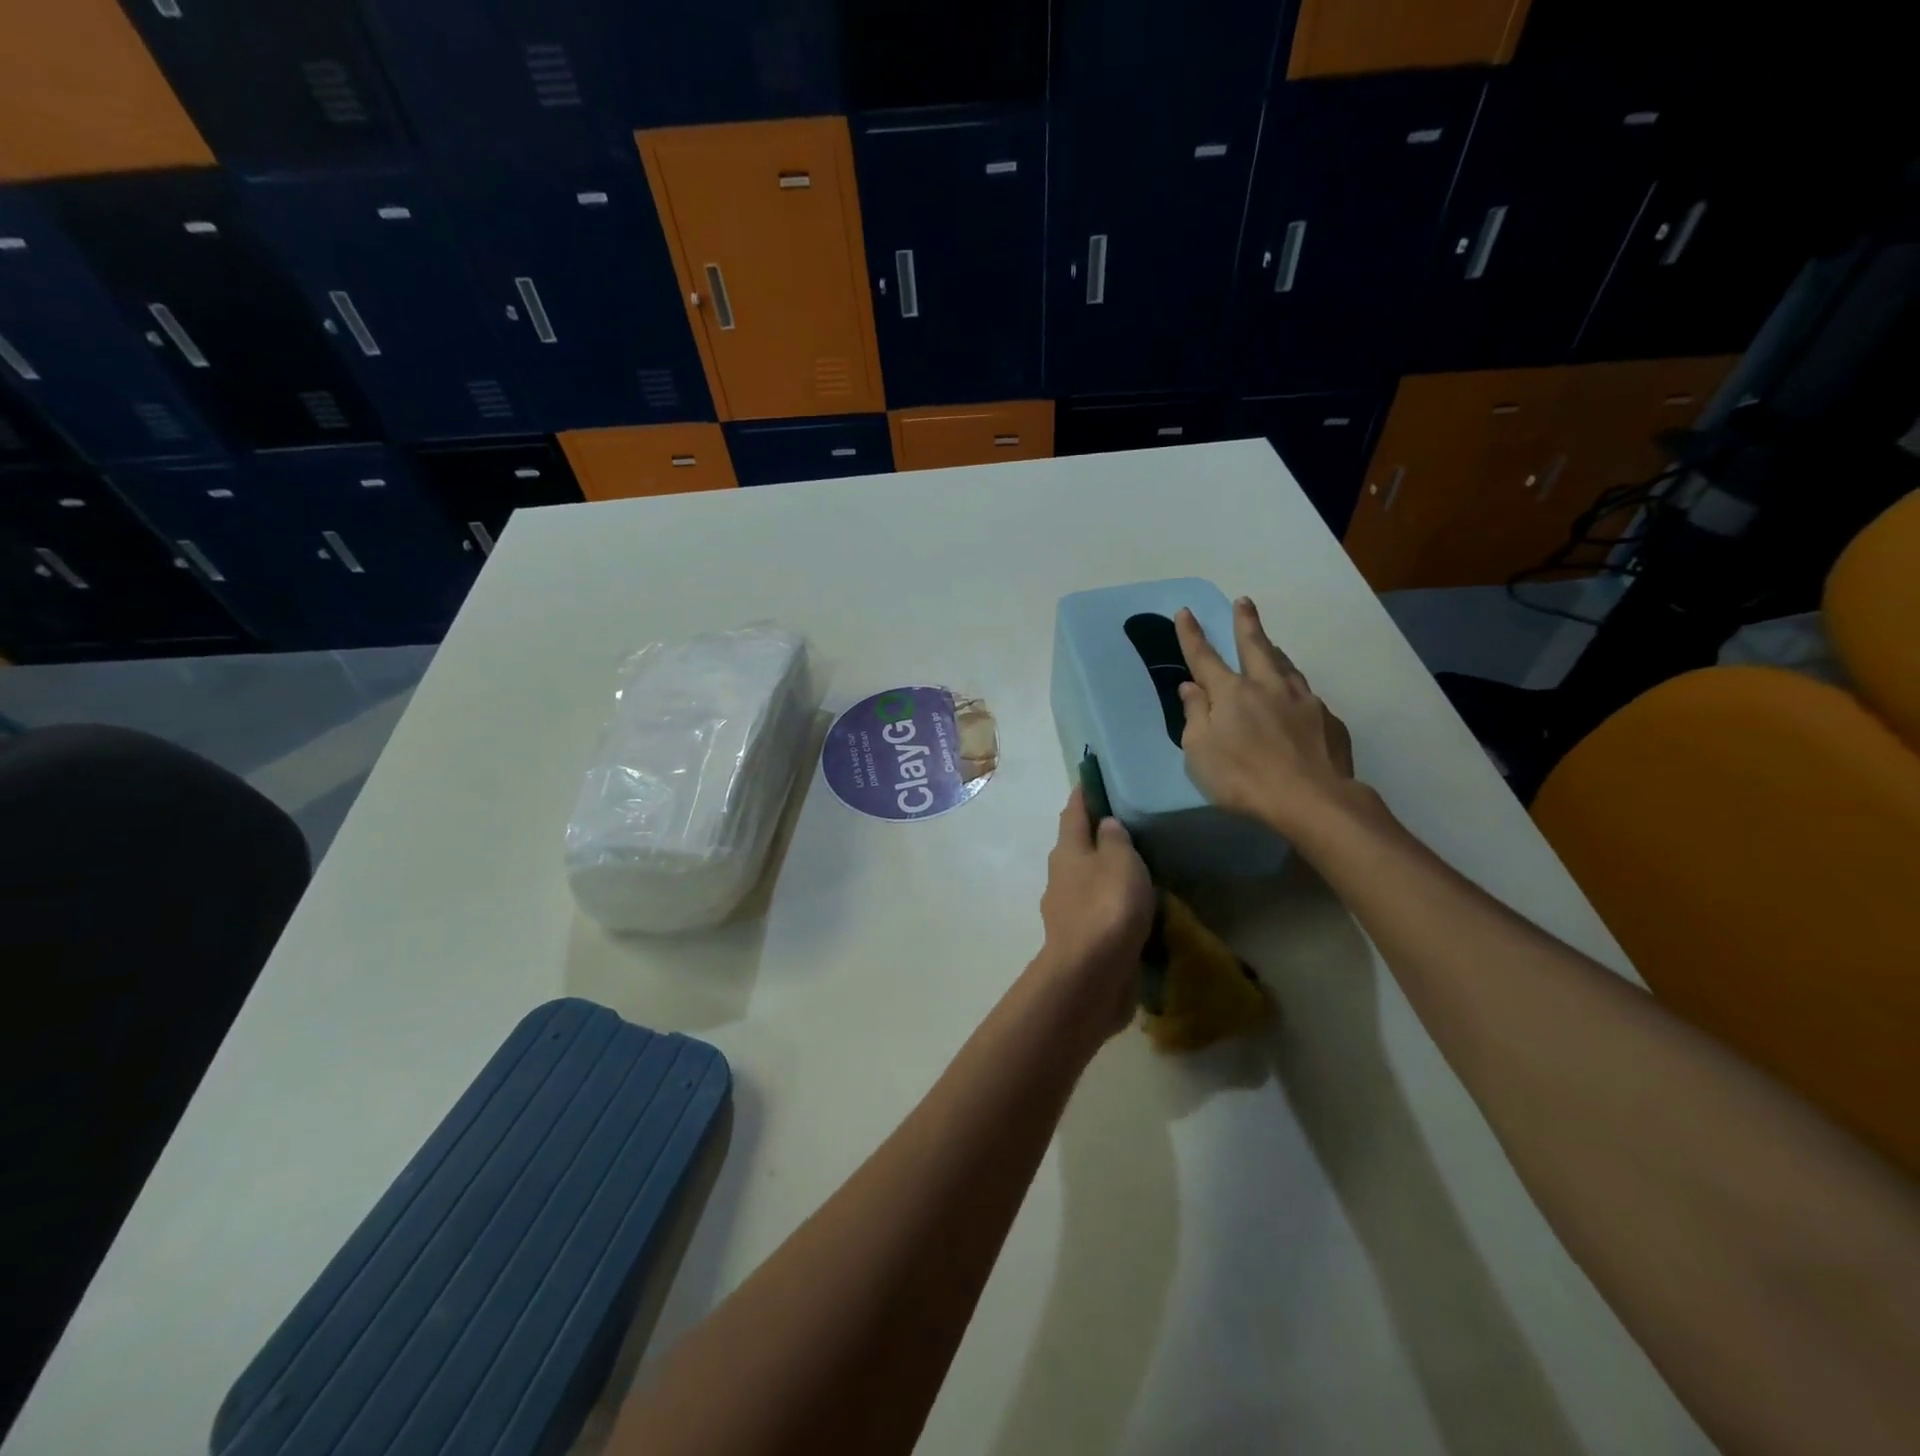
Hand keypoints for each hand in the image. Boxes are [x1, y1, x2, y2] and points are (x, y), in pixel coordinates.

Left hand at [1037, 785, 1154, 1036]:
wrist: (1090, 976)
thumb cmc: (1107, 907)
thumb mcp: (1119, 862)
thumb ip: (1115, 839)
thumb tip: (1105, 823)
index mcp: (1067, 850)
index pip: (1073, 811)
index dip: (1084, 793)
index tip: (1094, 777)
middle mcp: (1061, 876)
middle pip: (1077, 846)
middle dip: (1096, 834)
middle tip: (1128, 824)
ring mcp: (1068, 910)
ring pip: (1087, 880)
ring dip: (1105, 872)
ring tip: (1138, 867)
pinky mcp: (1081, 939)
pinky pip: (1099, 911)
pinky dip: (1113, 904)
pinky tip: (1134, 908)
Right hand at [1175, 598, 1357, 840]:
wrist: (1311, 800)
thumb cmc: (1243, 778)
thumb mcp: (1200, 752)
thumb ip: (1195, 716)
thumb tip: (1191, 688)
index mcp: (1232, 693)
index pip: (1205, 657)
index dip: (1192, 635)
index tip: (1185, 612)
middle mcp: (1268, 686)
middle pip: (1255, 646)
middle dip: (1246, 623)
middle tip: (1244, 602)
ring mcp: (1303, 700)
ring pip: (1286, 666)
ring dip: (1274, 651)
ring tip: (1271, 644)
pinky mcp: (1328, 720)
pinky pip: (1307, 696)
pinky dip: (1295, 689)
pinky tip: (1296, 699)